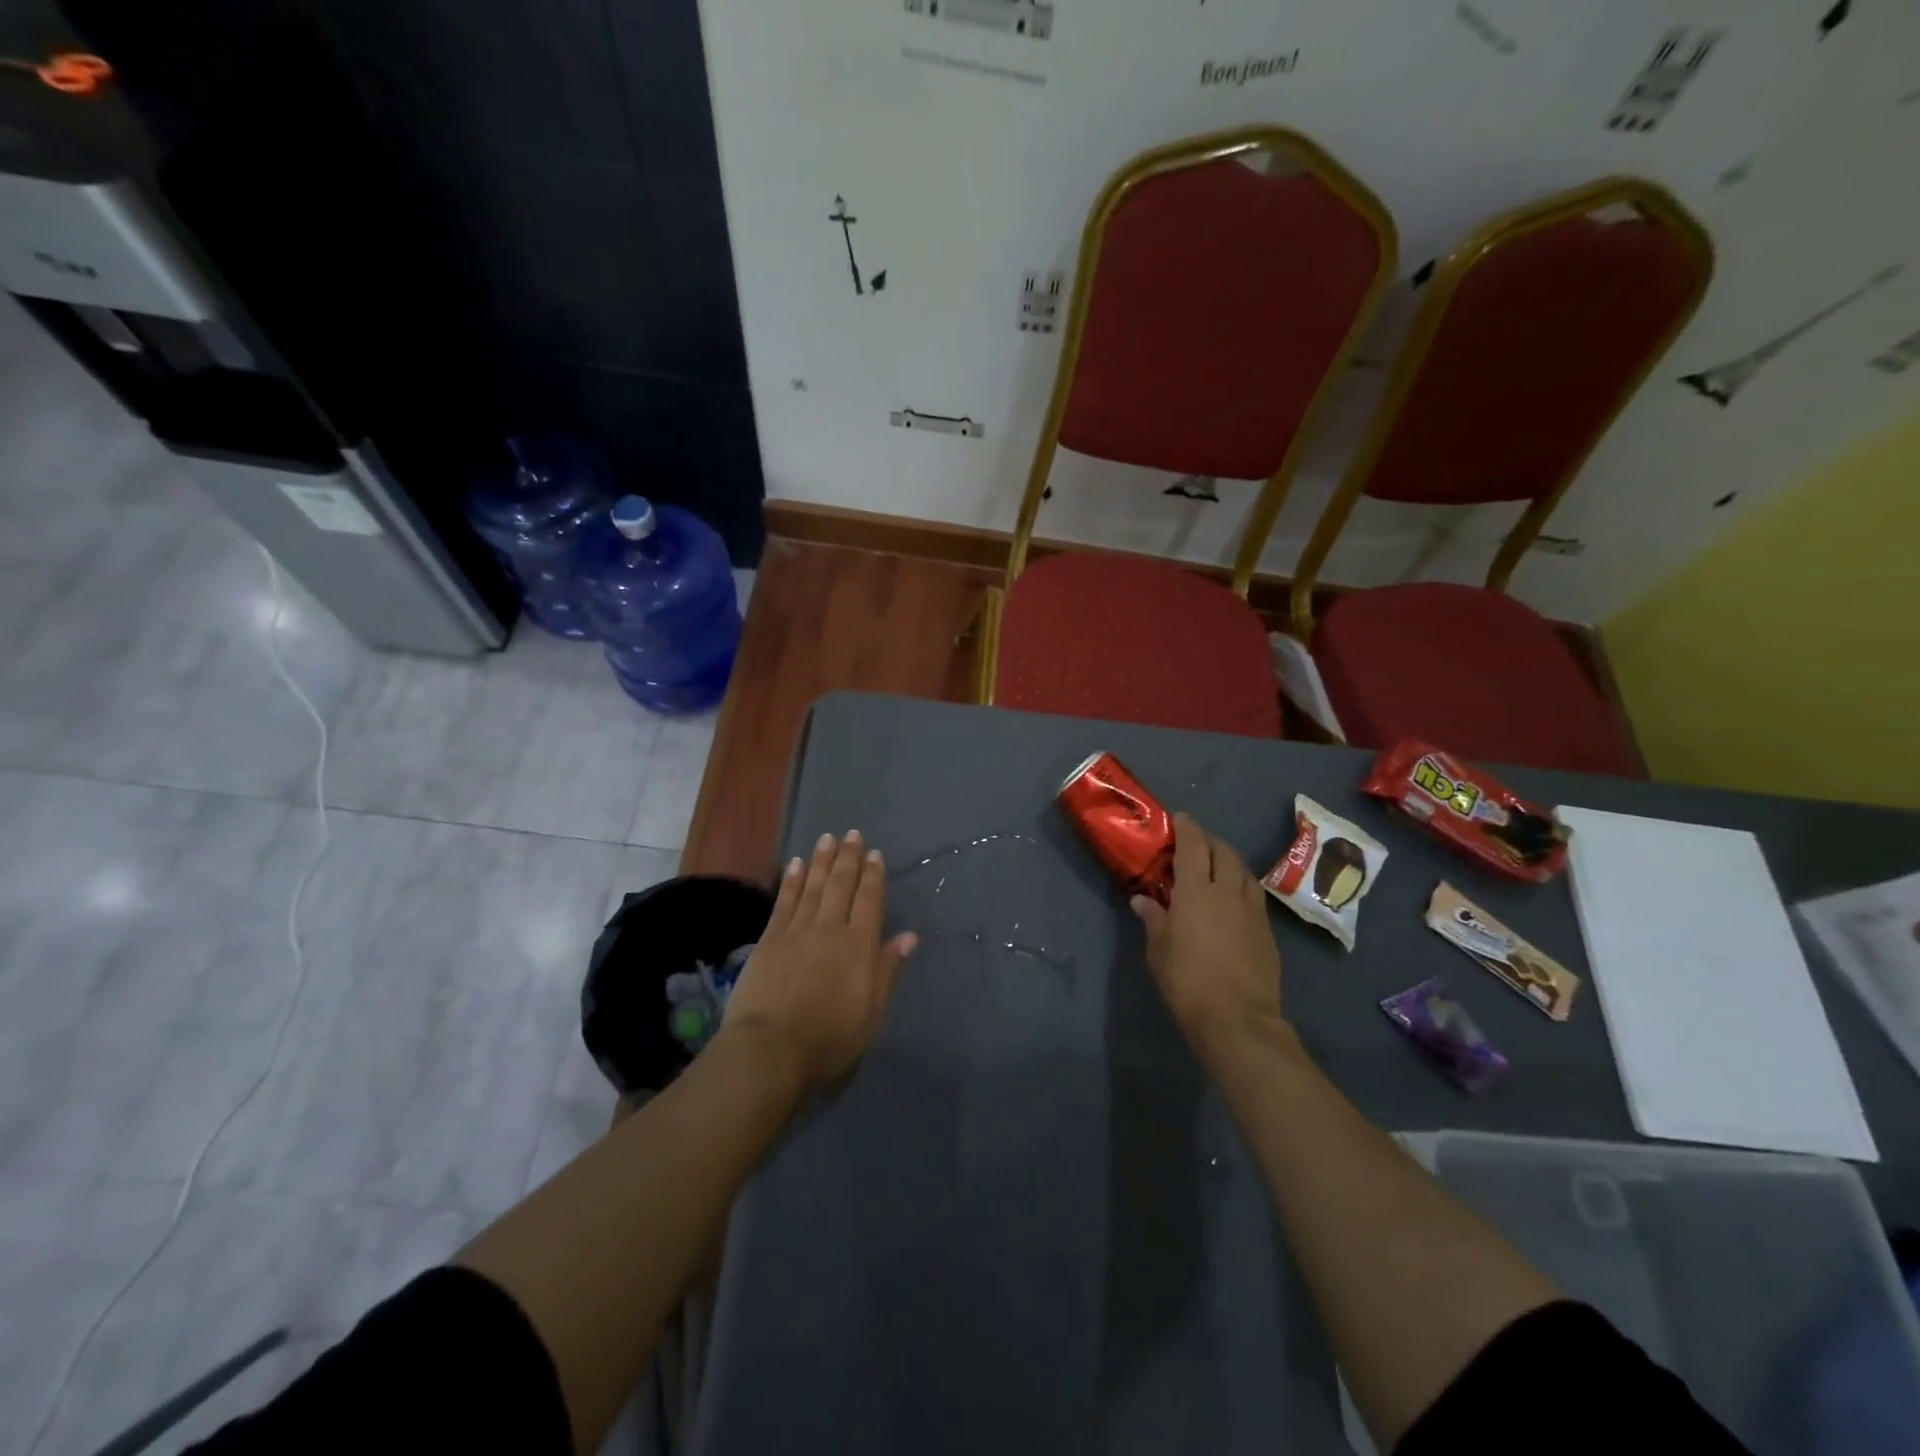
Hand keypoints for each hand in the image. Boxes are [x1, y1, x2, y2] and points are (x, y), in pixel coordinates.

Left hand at [719, 830, 917, 1095]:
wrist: (771, 1048)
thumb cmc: (830, 1037)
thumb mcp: (872, 1011)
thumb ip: (887, 969)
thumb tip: (908, 936)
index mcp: (859, 945)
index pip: (870, 900)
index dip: (873, 876)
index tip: (875, 854)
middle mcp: (830, 928)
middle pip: (841, 885)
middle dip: (848, 858)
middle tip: (852, 834)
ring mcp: (797, 931)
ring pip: (812, 886)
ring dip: (821, 861)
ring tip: (827, 839)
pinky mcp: (769, 940)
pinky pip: (784, 902)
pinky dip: (791, 881)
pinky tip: (795, 865)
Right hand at [1132, 813, 1283, 1060]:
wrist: (1238, 1019)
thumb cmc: (1187, 982)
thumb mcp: (1158, 951)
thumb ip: (1153, 919)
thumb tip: (1143, 900)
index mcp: (1197, 891)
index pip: (1194, 846)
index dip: (1187, 828)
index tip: (1180, 819)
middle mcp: (1228, 892)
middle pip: (1224, 852)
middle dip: (1210, 841)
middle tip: (1196, 843)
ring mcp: (1253, 911)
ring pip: (1244, 872)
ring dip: (1230, 862)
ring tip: (1217, 867)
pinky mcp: (1268, 932)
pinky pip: (1255, 896)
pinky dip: (1242, 887)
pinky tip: (1234, 901)